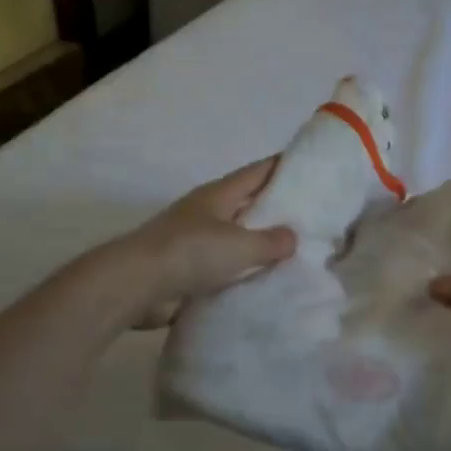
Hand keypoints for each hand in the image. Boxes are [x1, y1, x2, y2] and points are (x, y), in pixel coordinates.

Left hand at [119, 158, 296, 327]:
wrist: (137, 285)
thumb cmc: (191, 252)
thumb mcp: (240, 245)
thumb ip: (271, 241)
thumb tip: (292, 237)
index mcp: (219, 194)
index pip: (258, 172)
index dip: (283, 166)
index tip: (310, 165)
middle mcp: (206, 213)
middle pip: (248, 204)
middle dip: (277, 207)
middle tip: (312, 215)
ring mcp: (194, 241)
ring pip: (237, 237)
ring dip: (259, 244)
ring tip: (295, 253)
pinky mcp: (188, 271)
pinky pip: (225, 268)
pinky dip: (243, 272)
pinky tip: (266, 282)